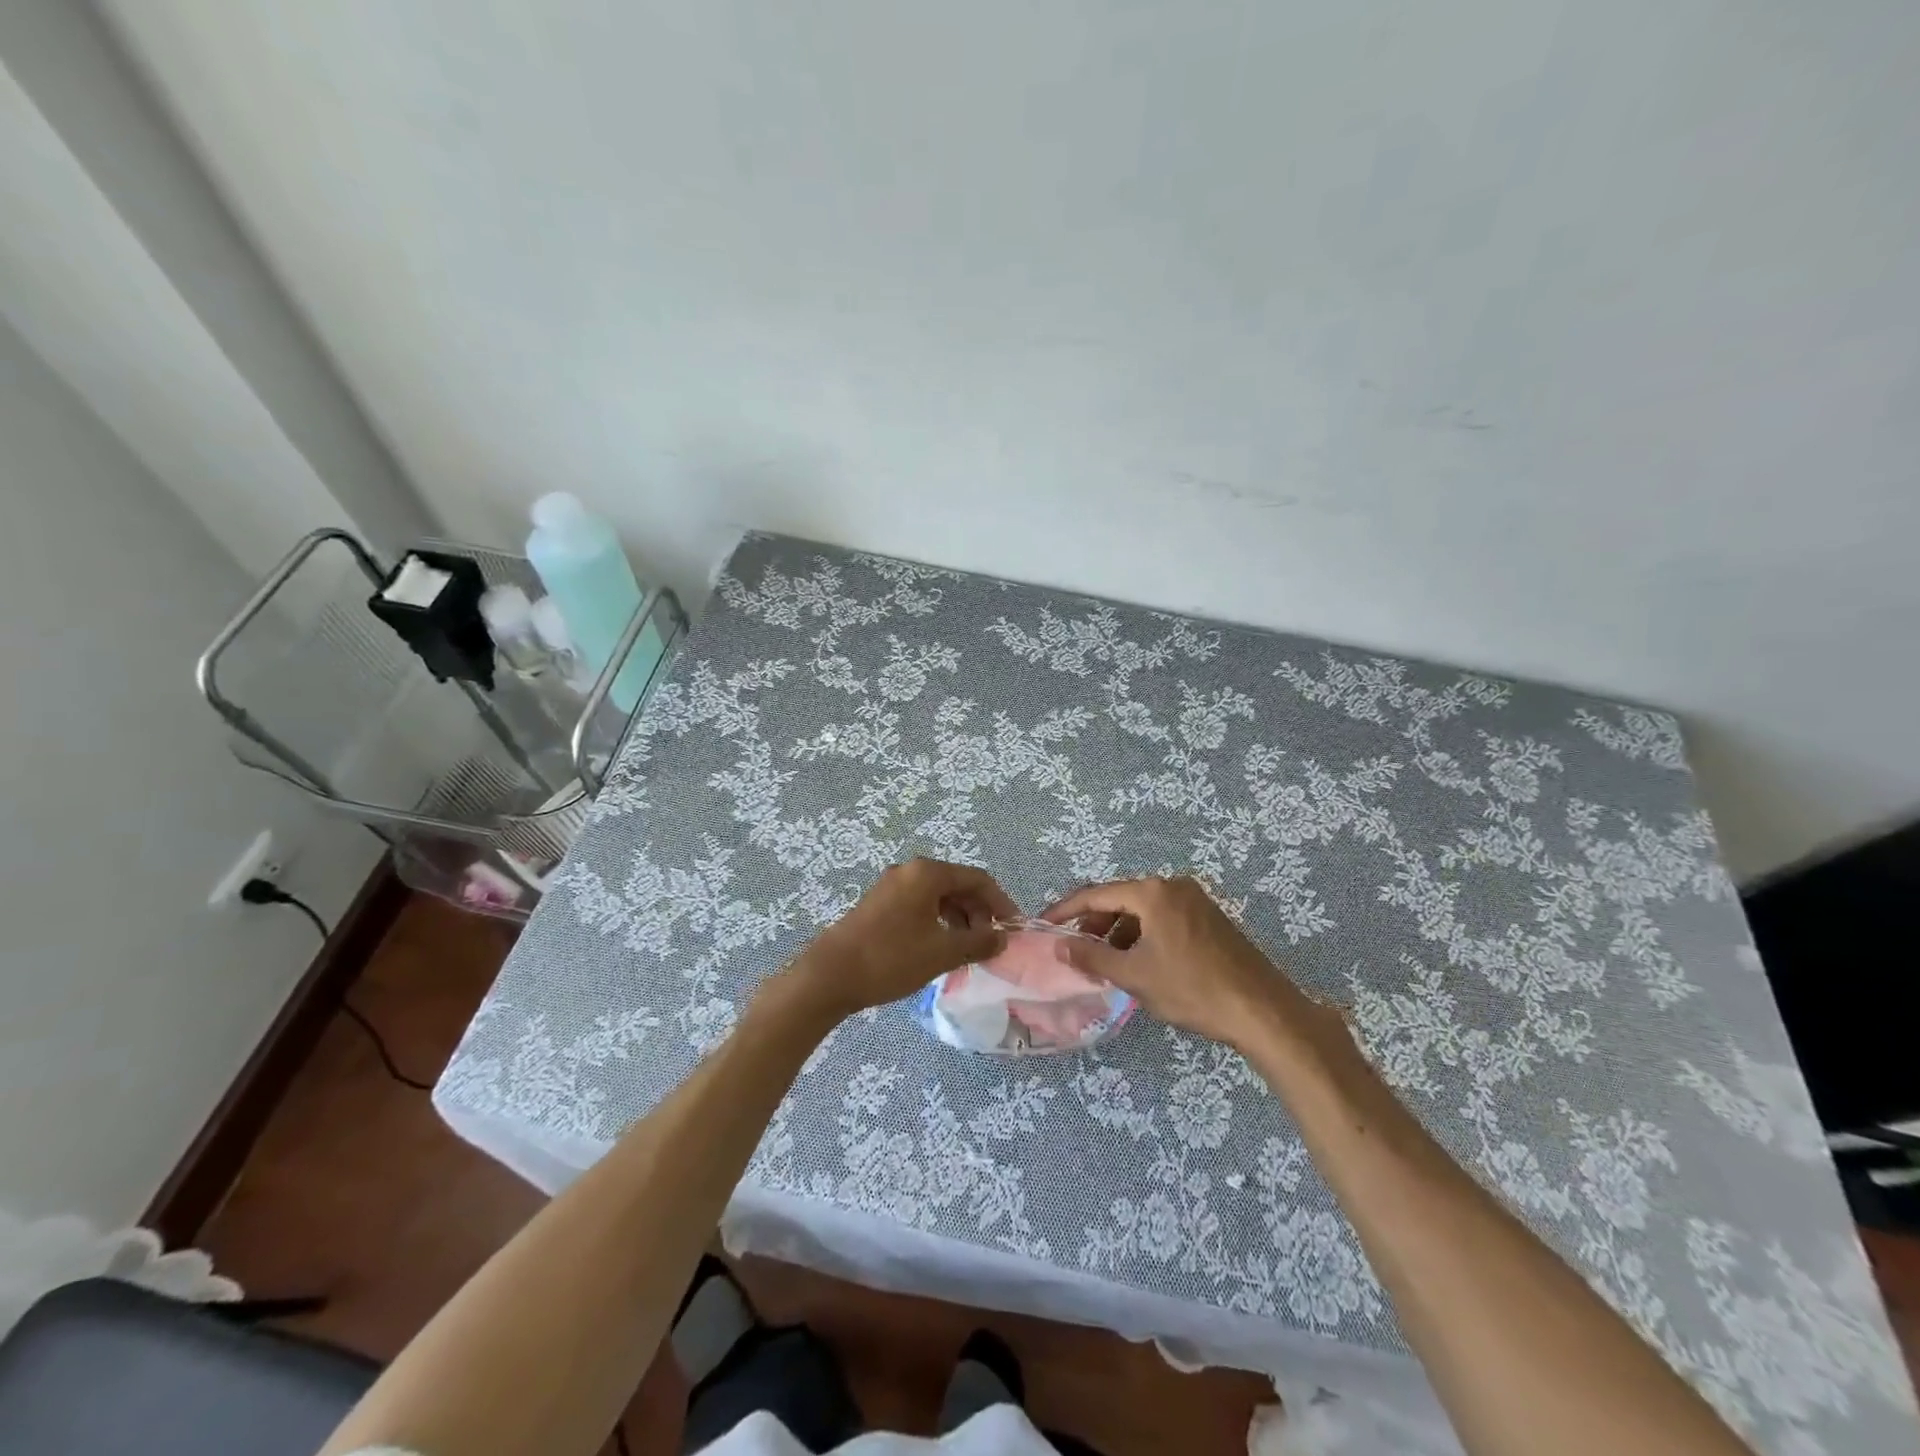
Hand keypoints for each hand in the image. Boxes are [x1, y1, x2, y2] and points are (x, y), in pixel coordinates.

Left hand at [782, 858, 1018, 1022]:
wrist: (830, 975)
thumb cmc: (891, 958)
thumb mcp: (942, 952)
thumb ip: (978, 942)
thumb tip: (1002, 938)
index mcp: (927, 873)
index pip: (977, 879)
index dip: (1001, 903)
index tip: (1014, 929)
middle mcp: (909, 871)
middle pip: (957, 885)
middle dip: (979, 913)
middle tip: (990, 944)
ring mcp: (891, 887)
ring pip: (938, 897)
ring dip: (959, 920)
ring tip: (968, 951)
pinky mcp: (878, 904)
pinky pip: (919, 906)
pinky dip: (938, 923)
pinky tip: (941, 949)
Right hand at [1044, 876, 1326, 1051]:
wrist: (1262, 1011)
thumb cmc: (1191, 989)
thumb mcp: (1134, 975)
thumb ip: (1092, 955)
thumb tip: (1060, 943)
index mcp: (1152, 892)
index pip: (1096, 894)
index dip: (1066, 911)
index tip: (1043, 925)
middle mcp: (1172, 886)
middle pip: (1120, 899)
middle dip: (1093, 923)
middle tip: (1074, 949)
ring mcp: (1195, 900)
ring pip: (1142, 910)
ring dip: (1118, 932)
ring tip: (1104, 961)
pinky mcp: (1209, 918)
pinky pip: (1163, 918)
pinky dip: (1142, 935)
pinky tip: (1138, 962)